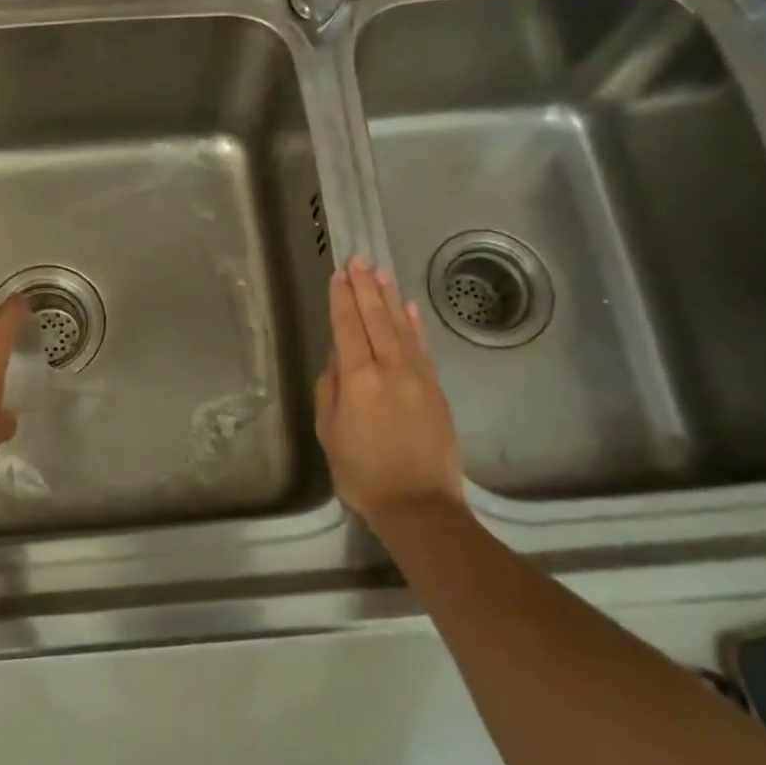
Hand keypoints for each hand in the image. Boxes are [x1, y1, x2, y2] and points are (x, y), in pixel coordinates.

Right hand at [314, 257, 466, 525]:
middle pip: (375, 318)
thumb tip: (339, 361)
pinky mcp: (435, 389)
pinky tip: (407, 308)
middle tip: (358, 260)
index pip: (347, 327)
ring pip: (400, 327)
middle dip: (364, 287)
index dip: (341, 299)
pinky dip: (414, 325)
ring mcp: (418, 376)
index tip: (338, 275)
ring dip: (388, 297)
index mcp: (359, 378)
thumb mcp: (330, 433)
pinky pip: (422, 347)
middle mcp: (390, 368)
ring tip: (379, 272)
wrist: (419, 504)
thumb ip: (331, 390)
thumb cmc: (363, 473)